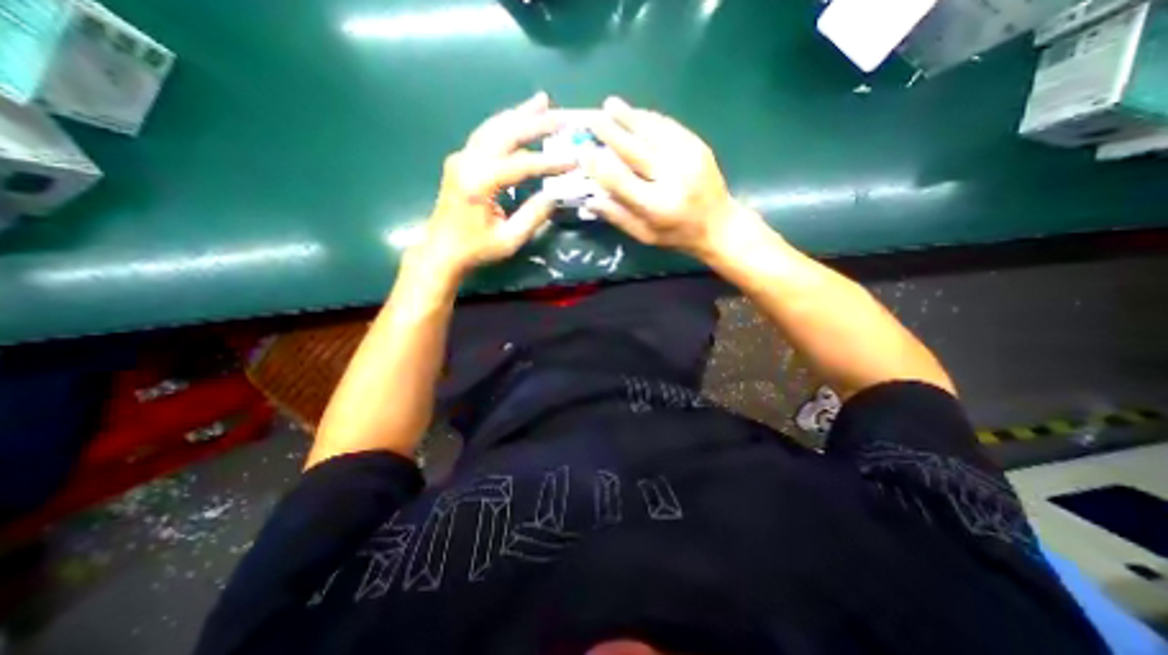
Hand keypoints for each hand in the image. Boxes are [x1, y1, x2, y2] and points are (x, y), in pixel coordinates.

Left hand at [418, 91, 575, 278]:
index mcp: (479, 183)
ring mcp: (461, 158)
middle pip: (505, 132)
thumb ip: (533, 216)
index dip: (549, 162)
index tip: (573, 160)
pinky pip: (485, 135)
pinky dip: (505, 125)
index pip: (521, 164)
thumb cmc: (475, 249)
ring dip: (518, 114)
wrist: (441, 251)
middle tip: (560, 116)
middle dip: (535, 122)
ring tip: (541, 102)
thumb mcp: (509, 239)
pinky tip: (517, 119)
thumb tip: (554, 195)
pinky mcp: (460, 161)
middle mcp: (467, 162)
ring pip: (493, 127)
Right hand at [583, 98, 747, 260]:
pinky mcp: (698, 146)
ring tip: (610, 105)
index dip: (600, 167)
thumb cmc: (677, 235)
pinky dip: (650, 119)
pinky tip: (636, 114)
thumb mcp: (645, 235)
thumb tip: (588, 200)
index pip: (621, 181)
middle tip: (593, 119)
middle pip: (636, 150)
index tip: (584, 154)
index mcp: (657, 206)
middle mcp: (673, 179)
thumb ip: (618, 216)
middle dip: (612, 133)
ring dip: (630, 117)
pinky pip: (670, 127)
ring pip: (653, 132)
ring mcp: (689, 158)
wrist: (719, 225)